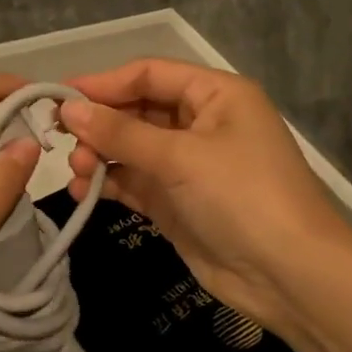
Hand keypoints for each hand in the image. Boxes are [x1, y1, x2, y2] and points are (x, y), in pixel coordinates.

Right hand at [61, 60, 347, 330]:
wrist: (291, 278)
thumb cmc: (242, 196)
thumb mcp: (181, 157)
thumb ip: (121, 132)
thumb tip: (68, 109)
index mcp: (215, 95)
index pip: (149, 74)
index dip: (104, 83)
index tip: (59, 96)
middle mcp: (202, 122)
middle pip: (138, 109)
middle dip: (100, 123)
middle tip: (60, 140)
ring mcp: (189, 164)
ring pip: (132, 147)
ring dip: (101, 155)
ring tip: (77, 171)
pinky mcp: (179, 201)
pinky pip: (136, 181)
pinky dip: (111, 183)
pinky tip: (85, 192)